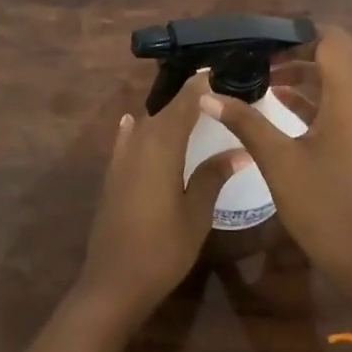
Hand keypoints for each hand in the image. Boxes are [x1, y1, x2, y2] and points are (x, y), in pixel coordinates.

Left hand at [74, 73, 250, 328]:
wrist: (114, 282)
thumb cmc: (163, 248)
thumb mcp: (196, 213)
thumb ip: (213, 175)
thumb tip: (239, 150)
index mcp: (161, 146)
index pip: (184, 104)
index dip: (200, 85)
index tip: (219, 69)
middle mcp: (137, 144)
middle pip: (164, 111)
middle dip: (187, 98)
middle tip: (214, 90)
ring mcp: (120, 160)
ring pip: (145, 125)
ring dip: (165, 115)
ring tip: (189, 109)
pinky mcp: (112, 176)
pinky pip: (126, 141)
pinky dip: (136, 129)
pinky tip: (134, 123)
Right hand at [199, 26, 351, 304]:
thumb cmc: (323, 205)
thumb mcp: (278, 161)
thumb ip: (245, 122)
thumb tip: (207, 95)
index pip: (332, 40)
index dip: (297, 35)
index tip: (260, 42)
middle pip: (337, 56)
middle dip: (297, 51)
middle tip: (256, 59)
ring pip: (340, 79)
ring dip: (305, 73)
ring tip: (261, 78)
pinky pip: (342, 101)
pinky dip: (315, 95)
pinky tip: (279, 103)